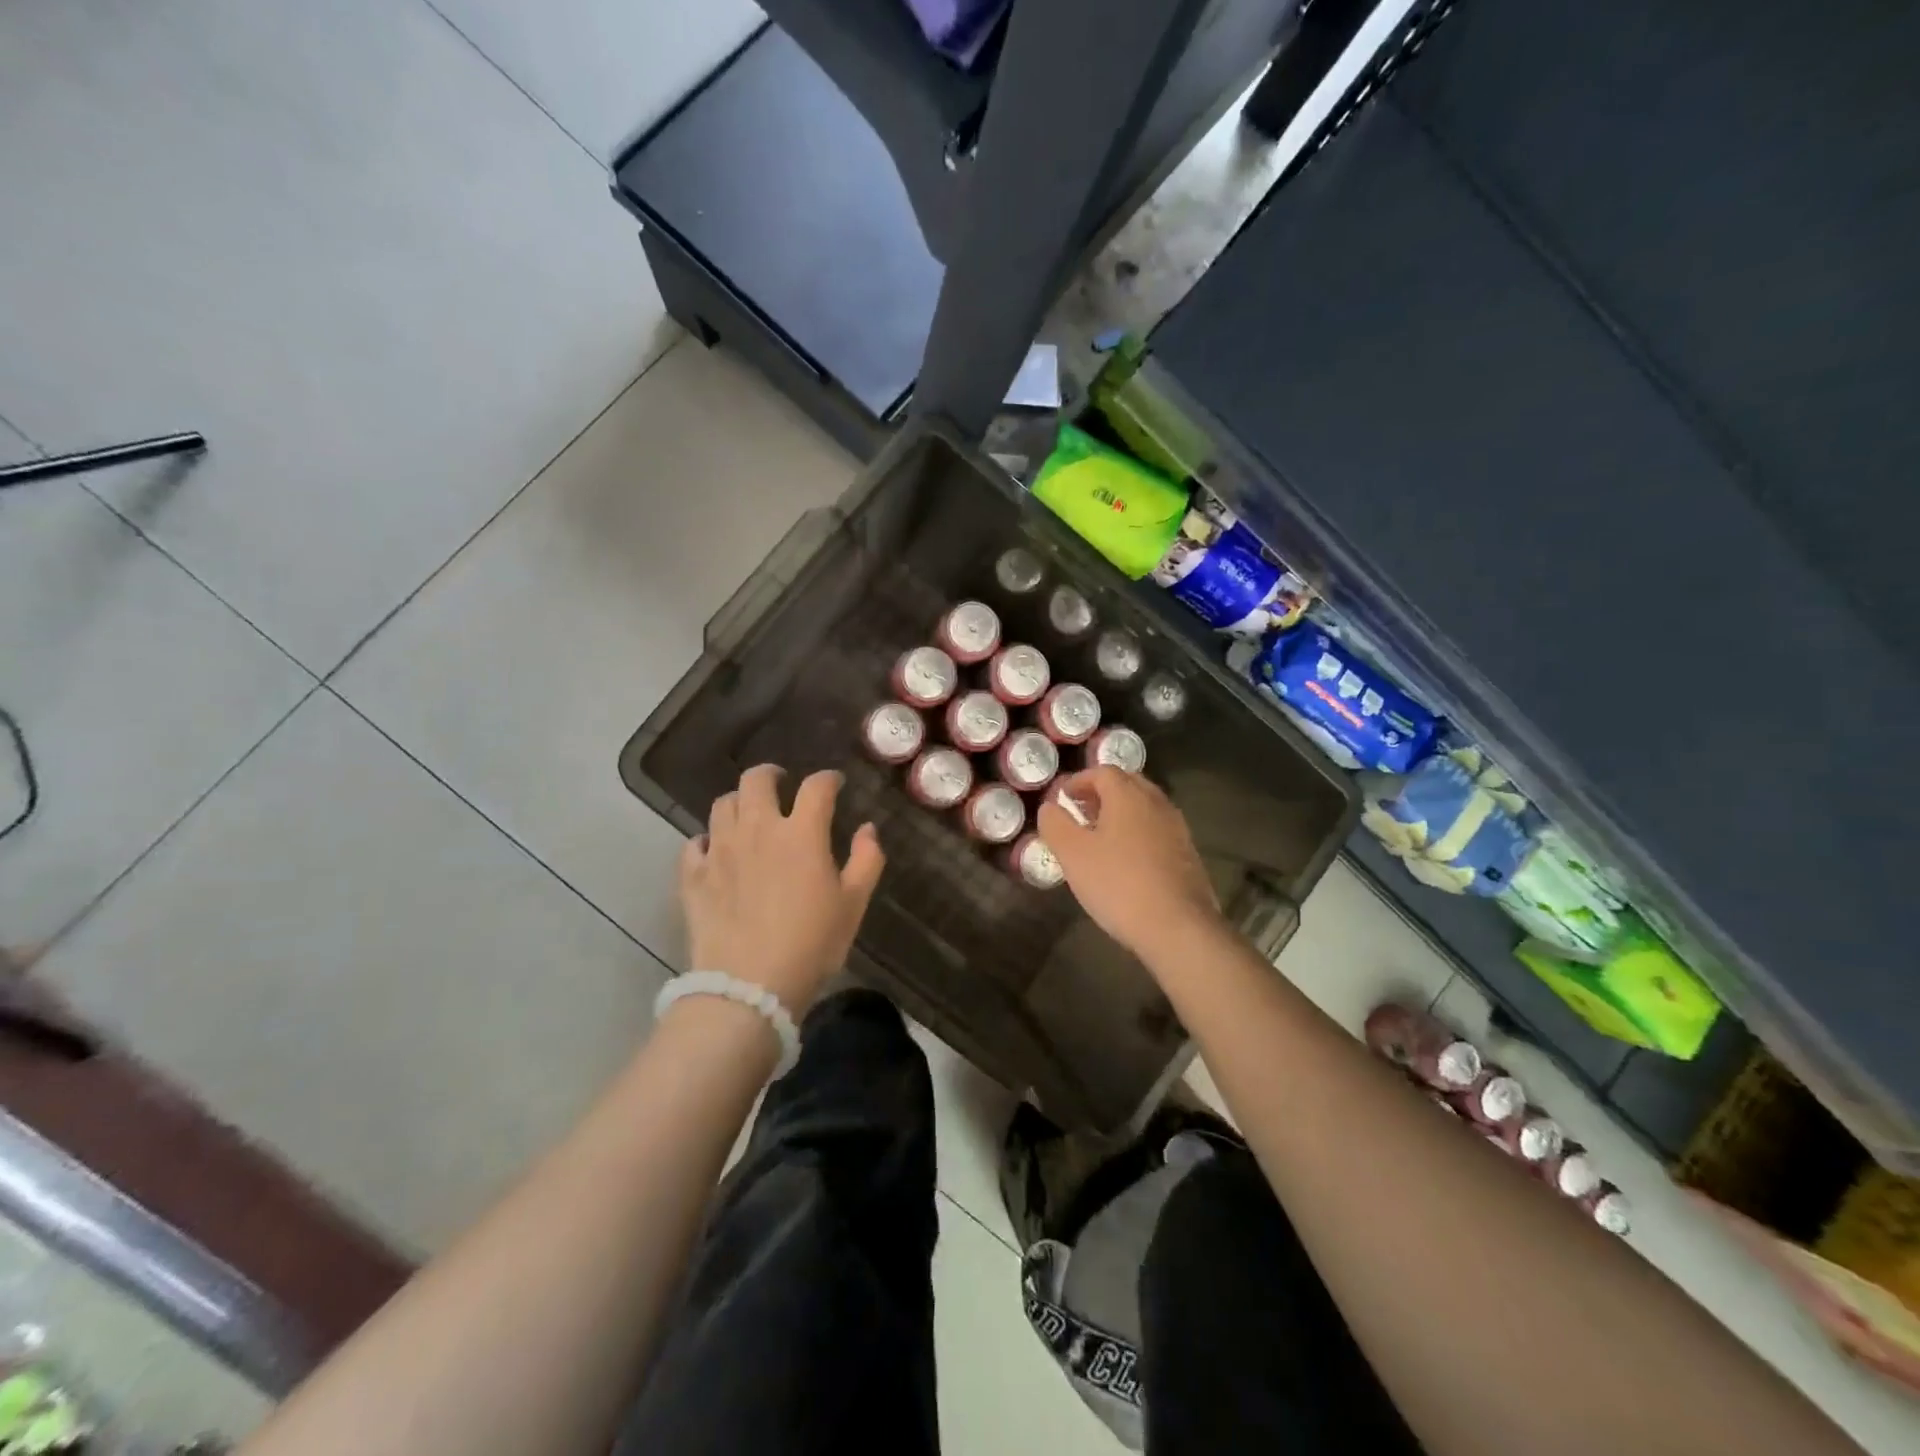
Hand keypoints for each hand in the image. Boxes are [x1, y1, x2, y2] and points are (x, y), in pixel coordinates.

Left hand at [679, 765, 884, 1013]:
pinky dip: (707, 840)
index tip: (835, 784)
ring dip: (739, 803)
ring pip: (722, 804)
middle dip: (772, 775)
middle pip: (756, 780)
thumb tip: (867, 829)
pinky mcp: (693, 876)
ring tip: (749, 816)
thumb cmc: (811, 944)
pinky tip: (716, 852)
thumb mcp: (853, 904)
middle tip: (781, 785)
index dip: (828, 779)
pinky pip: (694, 843)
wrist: (749, 987)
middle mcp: (757, 829)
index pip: (816, 787)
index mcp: (801, 833)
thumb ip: (866, 860)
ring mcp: (720, 850)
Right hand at [1037, 766, 1223, 962]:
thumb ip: (1055, 824)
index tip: (1063, 798)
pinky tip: (1126, 860)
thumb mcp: (1072, 854)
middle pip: (1128, 784)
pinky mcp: (1188, 854)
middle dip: (1102, 793)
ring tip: (1101, 836)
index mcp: (1128, 795)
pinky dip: (1138, 833)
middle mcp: (1156, 803)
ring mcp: (1177, 828)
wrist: (1178, 927)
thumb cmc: (1118, 884)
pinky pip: (1157, 830)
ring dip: (1121, 813)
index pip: (1102, 772)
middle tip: (1081, 812)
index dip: (1079, 781)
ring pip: (1145, 807)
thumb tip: (1050, 807)